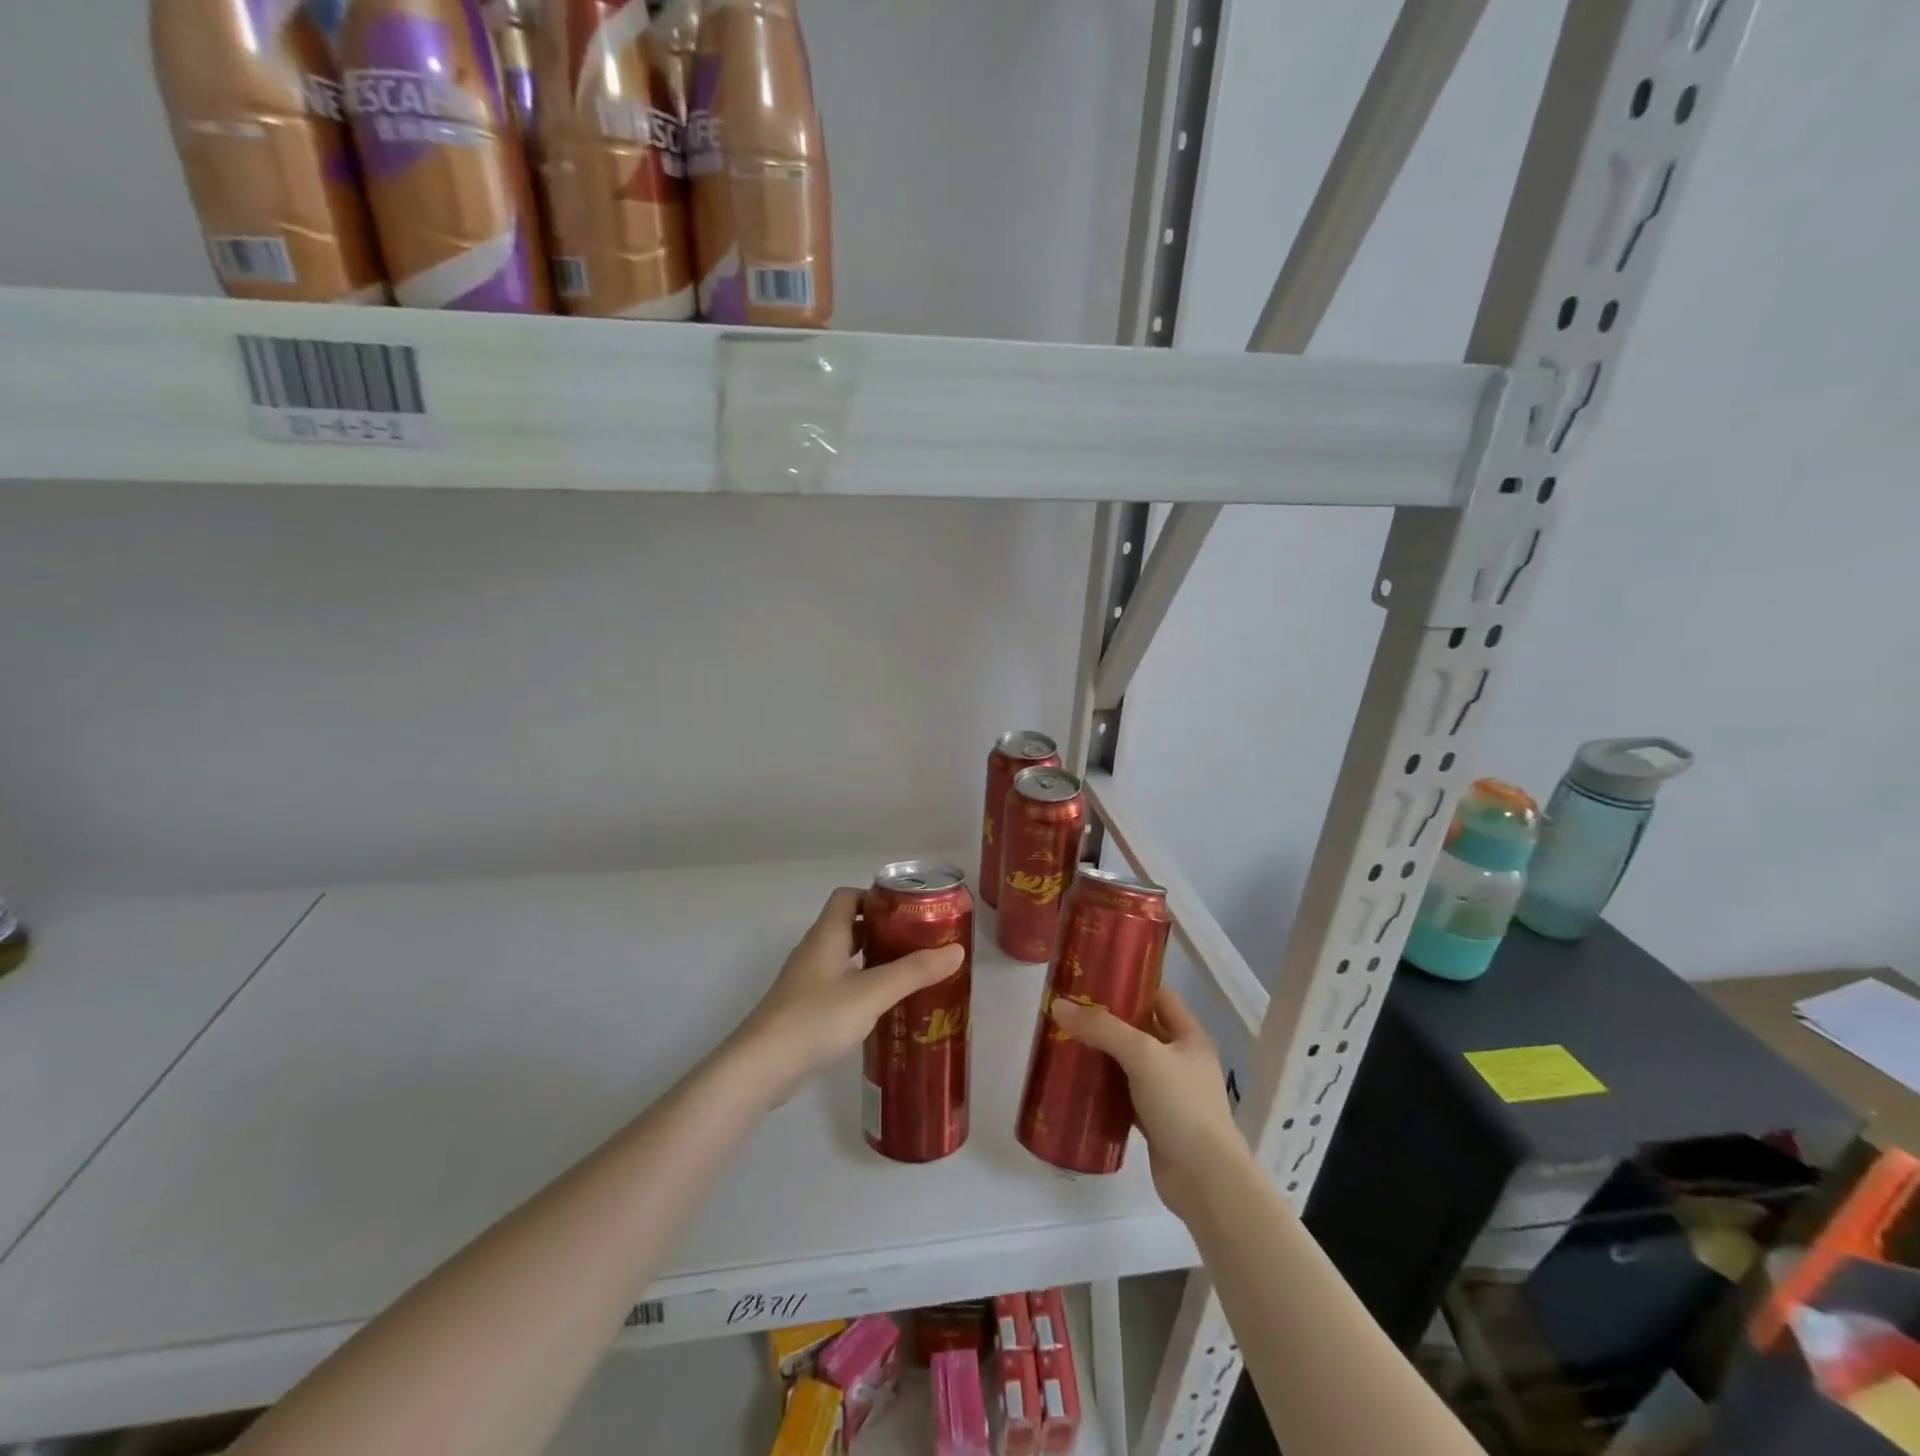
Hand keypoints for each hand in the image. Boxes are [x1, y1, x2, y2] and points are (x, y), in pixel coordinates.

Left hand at [732, 887, 963, 1101]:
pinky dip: (860, 984)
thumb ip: (913, 971)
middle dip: (882, 930)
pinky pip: (837, 983)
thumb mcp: (872, 992)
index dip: (876, 897)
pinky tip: (880, 1006)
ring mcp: (805, 980)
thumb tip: (956, 950)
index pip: (848, 897)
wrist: (762, 1066)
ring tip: (907, 973)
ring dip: (872, 959)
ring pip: (844, 957)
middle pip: (849, 926)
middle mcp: (814, 950)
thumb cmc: (817, 1017)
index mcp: (827, 934)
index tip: (907, 910)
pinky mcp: (803, 1008)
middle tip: (917, 943)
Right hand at [1050, 987, 1251, 1218]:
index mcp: (1190, 1037)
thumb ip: (1101, 1028)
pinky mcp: (1156, 1123)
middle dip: (1110, 1021)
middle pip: (1143, 1030)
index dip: (1132, 985)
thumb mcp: (1142, 1055)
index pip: (1160, 997)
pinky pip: (1125, 1096)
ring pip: (1132, 1064)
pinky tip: (1079, 1084)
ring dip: (1105, 1056)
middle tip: (1072, 1011)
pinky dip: (1105, 1090)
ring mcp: (1170, 1094)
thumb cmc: (1181, 1105)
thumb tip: (1058, 1006)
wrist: (1205, 1180)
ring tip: (1068, 1042)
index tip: (1095, 980)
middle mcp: (1182, 1061)